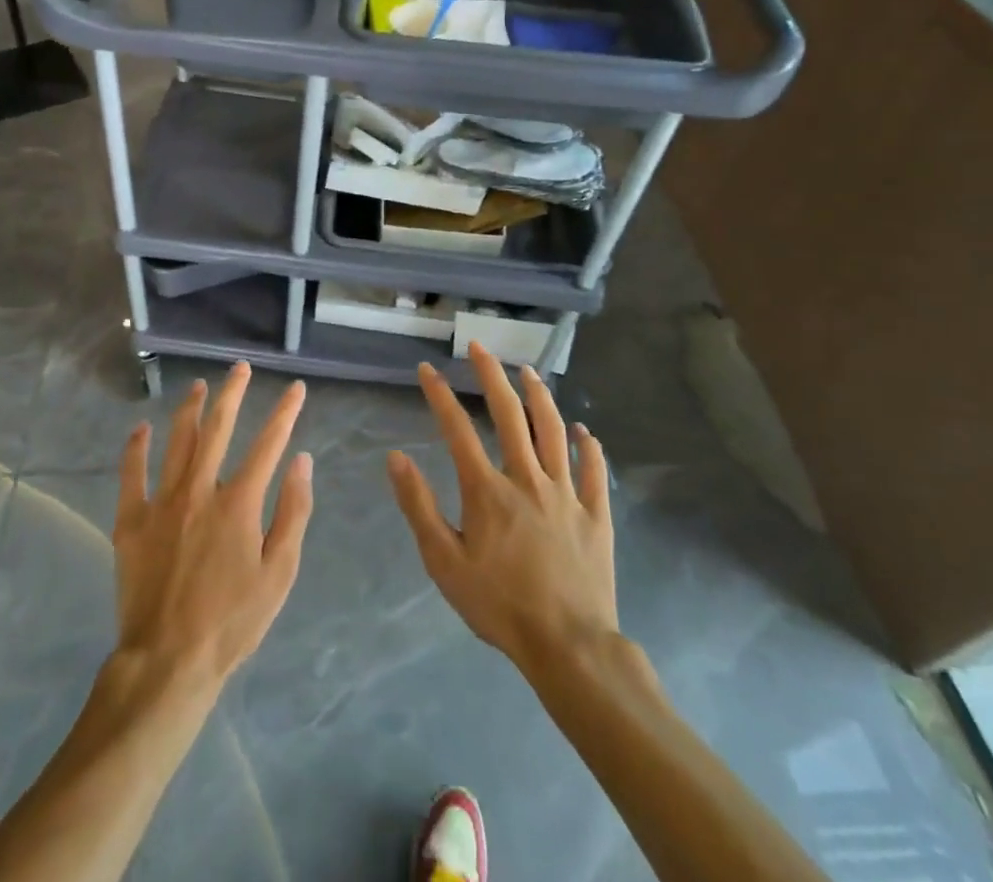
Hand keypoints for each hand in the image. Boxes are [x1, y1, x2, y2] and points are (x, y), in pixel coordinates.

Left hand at [112, 362, 313, 690]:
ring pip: (177, 441)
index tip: (295, 388)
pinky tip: (142, 428)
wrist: (168, 661)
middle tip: (241, 368)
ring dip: (190, 409)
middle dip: (233, 393)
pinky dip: (136, 448)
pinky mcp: (131, 521)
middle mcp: (200, 490)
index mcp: (238, 503)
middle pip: (218, 428)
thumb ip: (293, 513)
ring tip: (199, 385)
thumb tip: (302, 461)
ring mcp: (161, 502)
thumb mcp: (279, 573)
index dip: (285, 413)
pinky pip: (132, 473)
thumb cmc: (232, 621)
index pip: (268, 444)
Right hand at [388, 344, 617, 676]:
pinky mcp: (596, 514)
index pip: (457, 429)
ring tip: (528, 371)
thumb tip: (396, 457)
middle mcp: (527, 479)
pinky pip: (594, 470)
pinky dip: (588, 445)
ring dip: (539, 396)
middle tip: (479, 347)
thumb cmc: (499, 605)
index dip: (439, 395)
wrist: (569, 647)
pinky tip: (583, 429)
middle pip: (509, 414)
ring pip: (553, 431)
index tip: (427, 369)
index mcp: (488, 490)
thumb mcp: (444, 562)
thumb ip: (419, 506)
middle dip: (491, 375)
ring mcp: (566, 493)